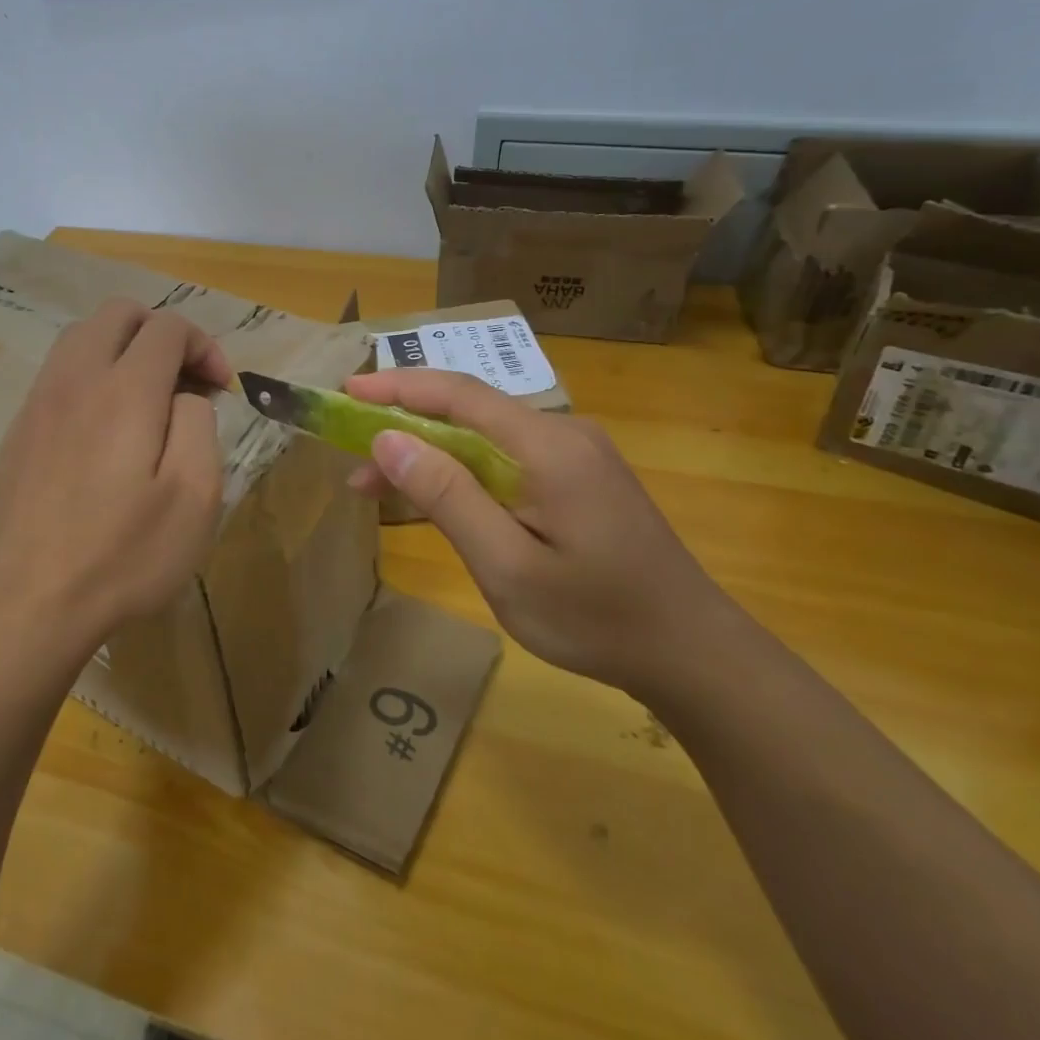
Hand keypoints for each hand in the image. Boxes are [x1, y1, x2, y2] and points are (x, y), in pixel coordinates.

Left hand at [0, 299, 229, 659]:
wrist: (30, 601)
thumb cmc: (124, 554)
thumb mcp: (194, 496)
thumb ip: (198, 424)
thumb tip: (184, 395)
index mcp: (125, 389)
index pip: (167, 327)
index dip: (204, 346)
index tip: (221, 388)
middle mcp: (77, 378)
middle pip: (119, 313)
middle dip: (162, 332)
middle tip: (185, 381)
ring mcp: (40, 400)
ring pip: (82, 335)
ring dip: (124, 348)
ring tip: (148, 397)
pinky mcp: (19, 428)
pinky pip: (60, 371)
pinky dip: (93, 373)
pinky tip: (105, 426)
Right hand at [345, 370, 740, 696]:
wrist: (693, 654)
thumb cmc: (596, 618)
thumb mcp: (507, 567)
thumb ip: (447, 497)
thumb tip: (388, 439)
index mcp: (548, 446)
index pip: (459, 394)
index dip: (398, 386)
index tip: (346, 391)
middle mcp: (563, 434)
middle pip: (469, 413)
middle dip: (404, 426)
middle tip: (352, 458)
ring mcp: (575, 455)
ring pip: (485, 438)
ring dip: (430, 454)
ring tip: (378, 486)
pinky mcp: (579, 478)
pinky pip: (507, 459)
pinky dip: (462, 472)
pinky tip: (438, 497)